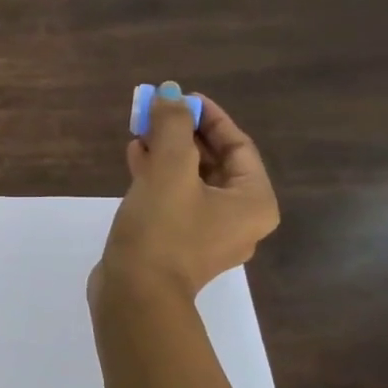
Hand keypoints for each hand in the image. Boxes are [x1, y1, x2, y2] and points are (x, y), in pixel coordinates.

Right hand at [88, 88, 277, 387]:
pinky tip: (135, 159)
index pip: (238, 145)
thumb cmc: (162, 230)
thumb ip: (172, 127)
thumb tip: (170, 93)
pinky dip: (159, 178)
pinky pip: (176, 201)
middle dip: (184, 135)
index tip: (180, 98)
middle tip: (156, 113)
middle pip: (216, 163)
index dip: (208, 117)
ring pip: (192, 182)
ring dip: (168, 154)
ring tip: (140, 132)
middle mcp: (240, 220)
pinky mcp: (179, 245)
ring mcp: (209, 236)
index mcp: (253, 202)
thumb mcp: (169, 169)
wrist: (134, 295)